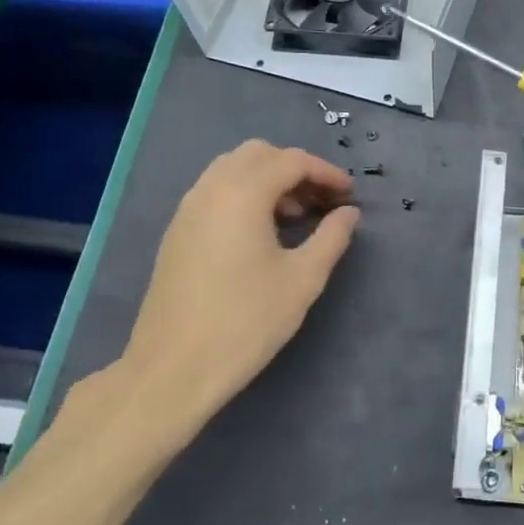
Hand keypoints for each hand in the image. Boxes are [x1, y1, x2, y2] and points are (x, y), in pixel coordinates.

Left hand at [110, 141, 359, 434]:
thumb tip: (348, 212)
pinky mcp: (177, 232)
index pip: (291, 161)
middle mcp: (210, 189)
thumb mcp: (303, 279)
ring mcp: (187, 210)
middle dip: (296, 170)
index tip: (350, 195)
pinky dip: (244, 195)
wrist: (173, 370)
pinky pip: (215, 192)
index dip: (326, 173)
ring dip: (268, 180)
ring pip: (233, 170)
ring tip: (295, 217)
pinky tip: (261, 234)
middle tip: (322, 202)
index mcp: (242, 193)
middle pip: (258, 155)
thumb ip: (332, 237)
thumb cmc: (246, 322)